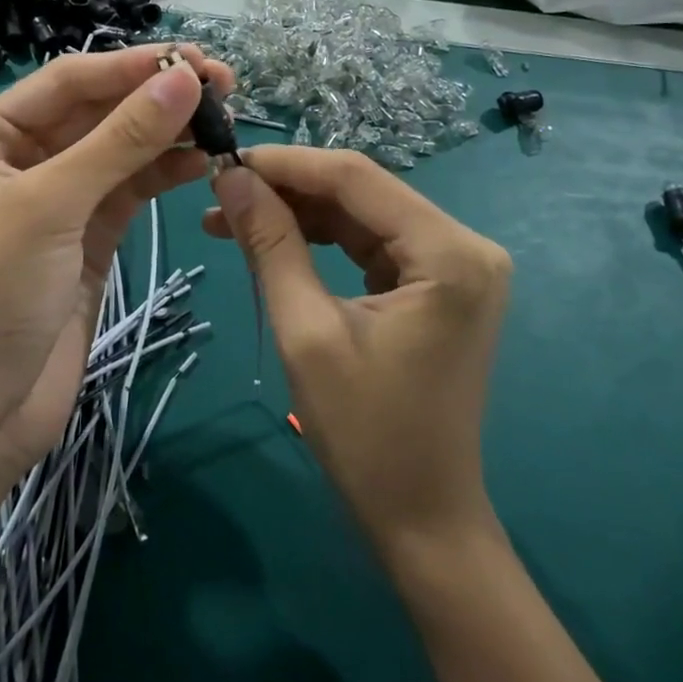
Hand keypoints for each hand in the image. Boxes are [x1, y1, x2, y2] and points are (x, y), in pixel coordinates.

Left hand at [0, 45, 233, 487]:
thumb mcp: (51, 205)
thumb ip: (121, 140)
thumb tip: (184, 79)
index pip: (71, 81)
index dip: (132, 66)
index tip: (196, 60)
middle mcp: (24, 159)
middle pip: (100, 111)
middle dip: (156, 95)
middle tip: (225, 84)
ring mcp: (61, 200)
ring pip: (122, 149)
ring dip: (169, 131)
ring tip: (225, 117)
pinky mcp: (91, 237)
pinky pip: (132, 188)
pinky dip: (166, 171)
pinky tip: (203, 159)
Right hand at [203, 148, 511, 550]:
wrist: (422, 519)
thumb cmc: (365, 435)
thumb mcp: (306, 331)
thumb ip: (271, 244)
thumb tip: (229, 178)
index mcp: (449, 253)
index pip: (355, 177)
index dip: (285, 163)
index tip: (222, 161)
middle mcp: (465, 245)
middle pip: (361, 193)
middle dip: (286, 191)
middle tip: (217, 194)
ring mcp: (456, 265)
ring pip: (362, 216)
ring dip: (298, 215)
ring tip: (229, 219)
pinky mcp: (439, 285)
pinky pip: (372, 245)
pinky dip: (321, 242)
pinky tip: (273, 241)